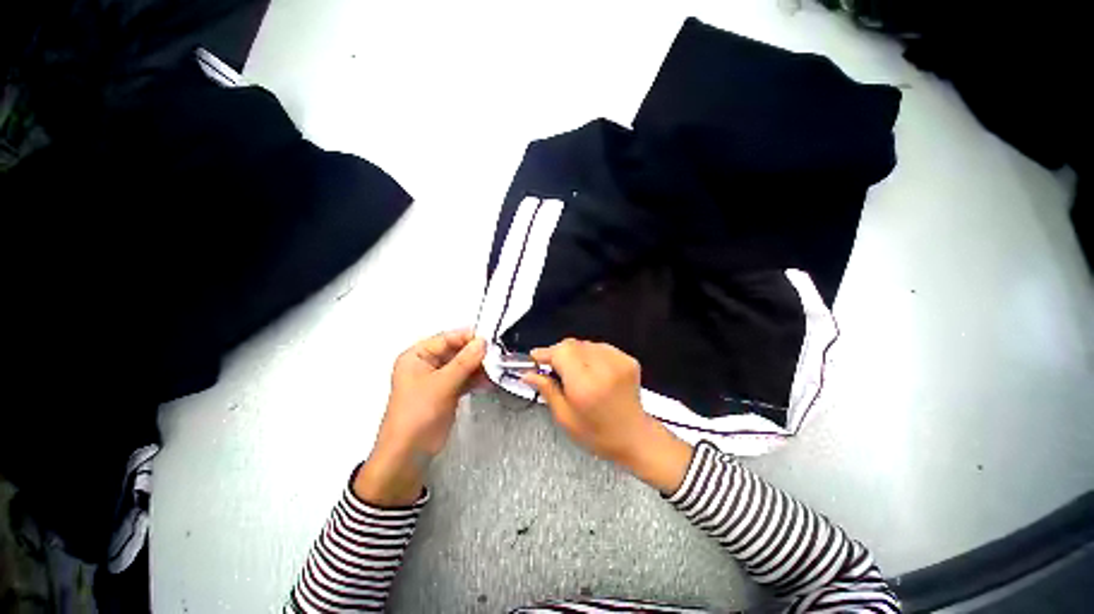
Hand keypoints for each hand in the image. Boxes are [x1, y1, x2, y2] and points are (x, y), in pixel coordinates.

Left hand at [354, 330, 486, 505]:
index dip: (467, 338)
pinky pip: (464, 379)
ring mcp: (438, 379)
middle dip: (476, 354)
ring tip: (496, 369)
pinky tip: (489, 381)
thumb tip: (482, 341)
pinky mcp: (447, 392)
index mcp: (417, 356)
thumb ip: (464, 361)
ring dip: (478, 367)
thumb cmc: (418, 413)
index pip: (446, 338)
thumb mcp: (441, 384)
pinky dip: (476, 379)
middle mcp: (427, 364)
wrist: (408, 454)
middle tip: (497, 355)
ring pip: (463, 365)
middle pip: (456, 351)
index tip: (490, 340)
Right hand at [522, 339, 692, 493]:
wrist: (635, 437)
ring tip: (574, 373)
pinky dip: (590, 355)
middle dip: (558, 354)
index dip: (545, 353)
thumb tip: (528, 374)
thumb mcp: (565, 418)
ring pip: (585, 344)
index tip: (535, 359)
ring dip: (574, 354)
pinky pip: (600, 347)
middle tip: (553, 370)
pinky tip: (591, 371)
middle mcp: (604, 369)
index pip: (561, 352)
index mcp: (586, 386)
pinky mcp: (627, 360)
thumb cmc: (599, 434)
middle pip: (572, 344)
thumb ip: (546, 390)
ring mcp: (618, 362)